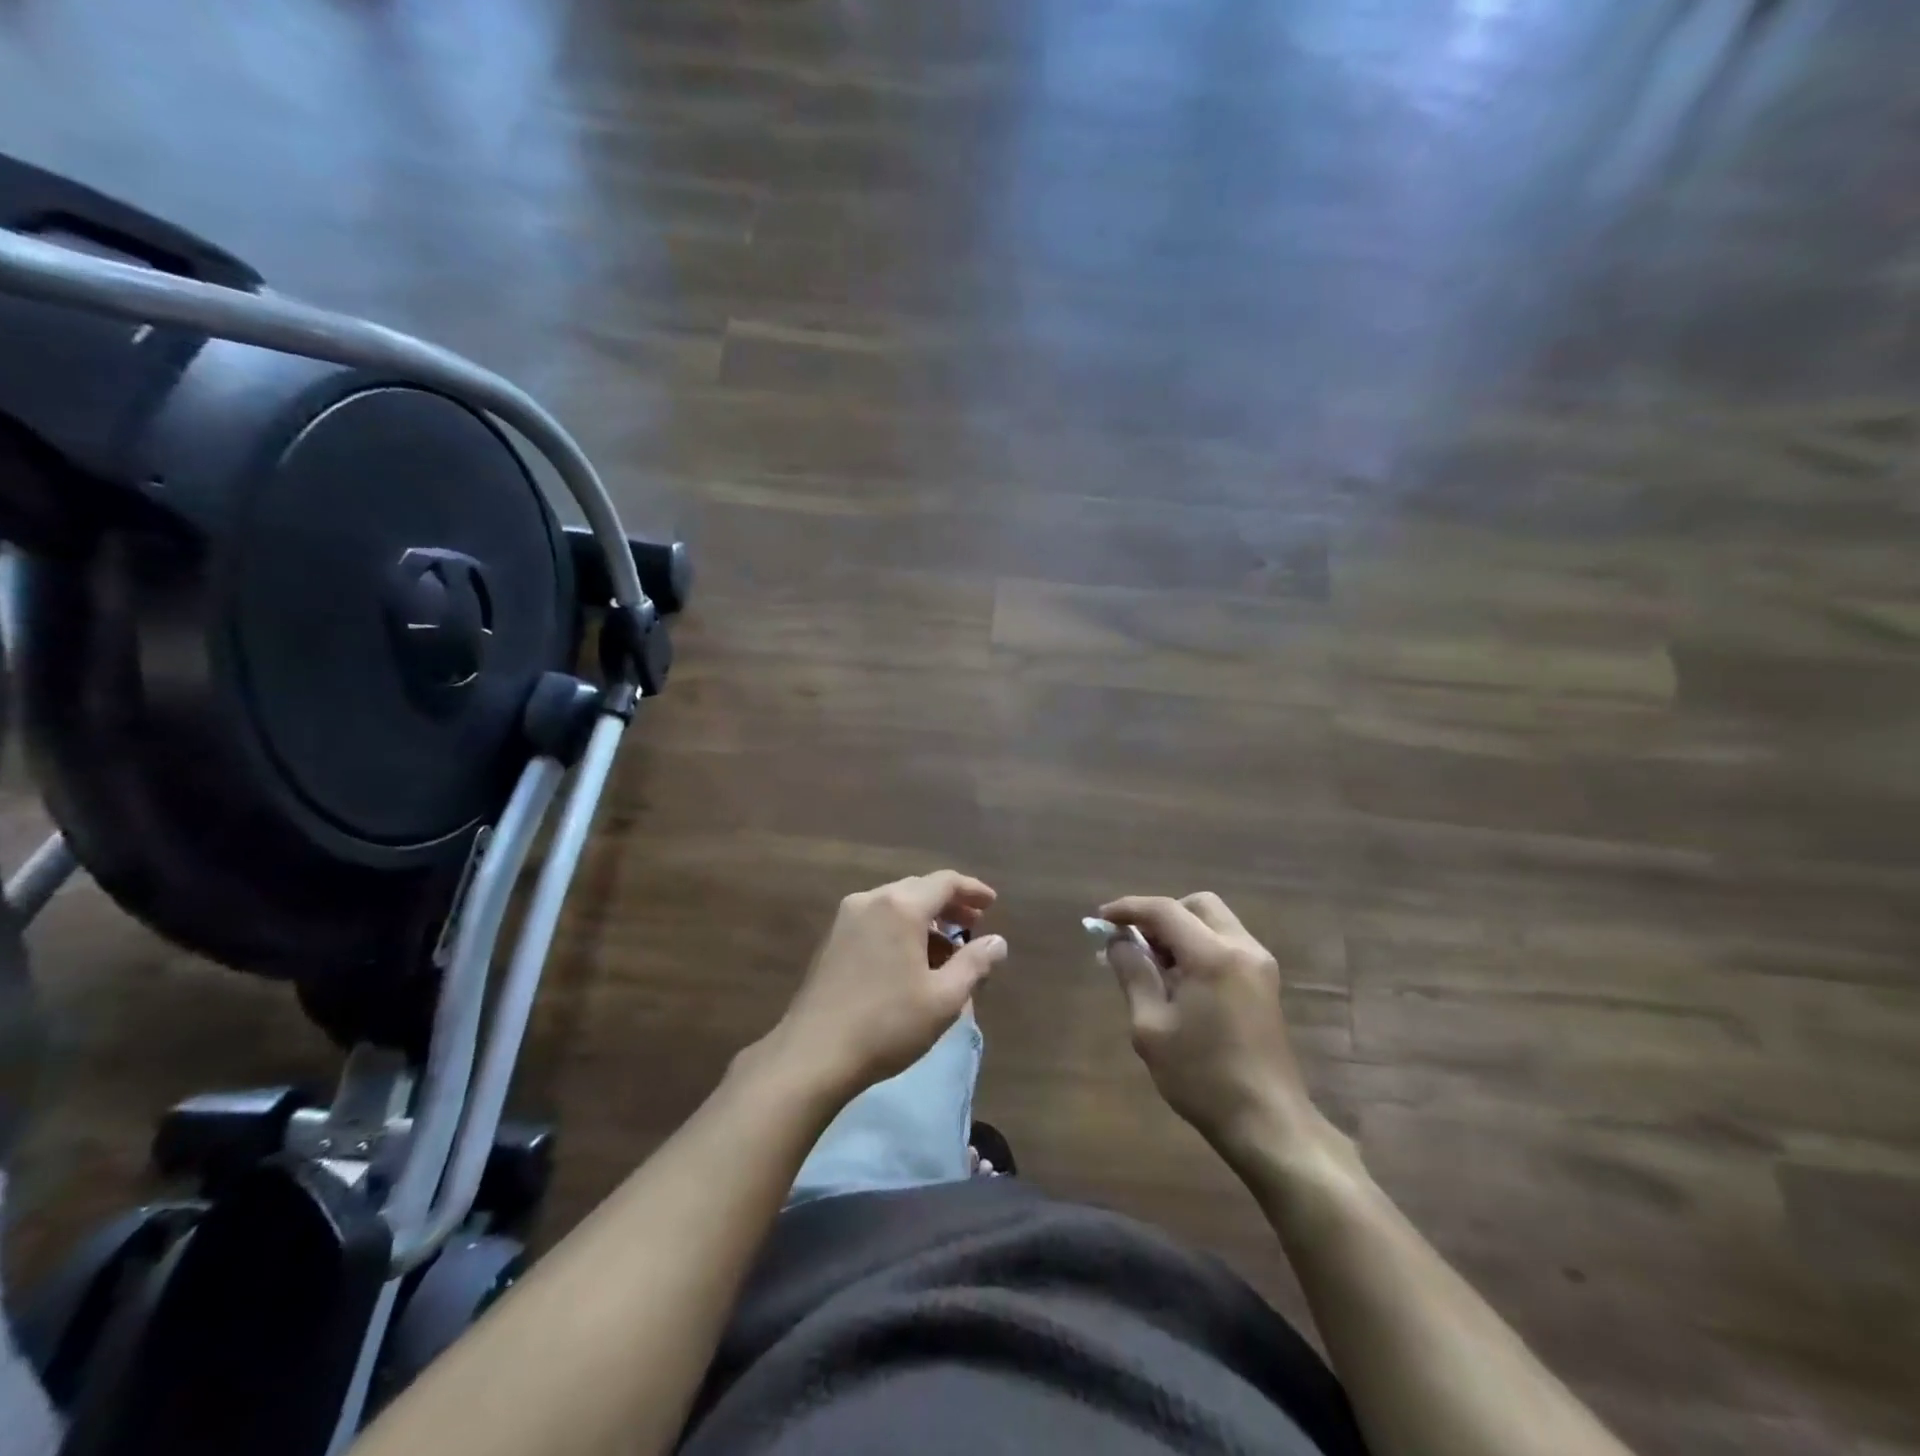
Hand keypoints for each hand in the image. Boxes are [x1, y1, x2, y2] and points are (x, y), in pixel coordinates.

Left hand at [774, 870, 1005, 1098]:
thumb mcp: (944, 998)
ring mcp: (846, 918)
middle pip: (919, 889)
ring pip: (896, 905)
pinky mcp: (832, 940)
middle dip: (949, 905)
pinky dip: (901, 929)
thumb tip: (997, 942)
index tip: (993, 904)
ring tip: (946, 950)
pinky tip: (911, 960)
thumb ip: (975, 963)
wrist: (813, 1054)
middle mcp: (871, 900)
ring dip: (925, 919)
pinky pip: (877, 920)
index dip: (972, 890)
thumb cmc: (887, 1024)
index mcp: (901, 906)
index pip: (945, 882)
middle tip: (974, 927)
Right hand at [1101, 892, 1329, 1167]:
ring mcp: (1260, 965)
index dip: (1129, 909)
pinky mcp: (1266, 983)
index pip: (1165, 910)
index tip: (1101, 919)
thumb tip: (1118, 941)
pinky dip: (1200, 947)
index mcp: (1213, 956)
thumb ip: (1133, 974)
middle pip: (1197, 905)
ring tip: (1154, 967)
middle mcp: (1242, 948)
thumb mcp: (1151, 1027)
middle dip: (1161, 915)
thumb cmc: (1202, 1077)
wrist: (1267, 1122)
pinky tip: (1181, 982)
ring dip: (1181, 931)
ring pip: (1214, 922)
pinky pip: (1227, 944)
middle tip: (1135, 944)